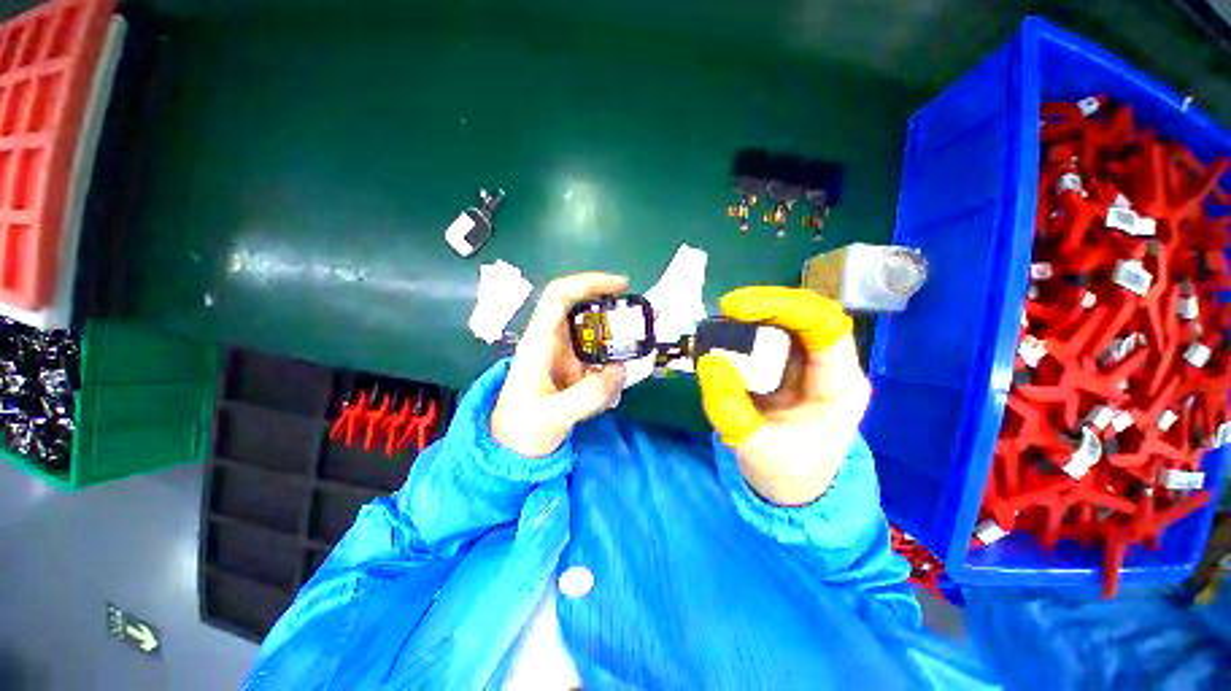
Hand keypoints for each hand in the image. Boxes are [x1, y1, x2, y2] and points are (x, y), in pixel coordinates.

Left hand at [491, 273, 628, 456]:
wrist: (511, 450)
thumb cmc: (522, 429)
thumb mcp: (553, 415)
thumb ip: (589, 395)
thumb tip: (620, 370)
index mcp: (539, 342)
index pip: (560, 296)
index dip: (589, 283)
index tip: (622, 286)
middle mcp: (551, 342)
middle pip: (582, 311)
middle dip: (612, 314)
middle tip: (639, 324)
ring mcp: (563, 355)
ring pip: (594, 336)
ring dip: (615, 346)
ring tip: (630, 363)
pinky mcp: (572, 369)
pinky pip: (598, 358)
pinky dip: (612, 368)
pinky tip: (615, 389)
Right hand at [697, 287, 868, 505]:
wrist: (793, 489)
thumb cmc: (784, 474)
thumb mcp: (753, 449)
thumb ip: (729, 408)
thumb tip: (709, 361)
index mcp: (840, 388)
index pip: (826, 327)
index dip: (785, 307)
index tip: (738, 309)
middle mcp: (832, 368)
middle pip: (809, 316)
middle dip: (768, 304)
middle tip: (727, 308)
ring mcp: (812, 366)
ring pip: (791, 322)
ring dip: (759, 314)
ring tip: (724, 318)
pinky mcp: (791, 368)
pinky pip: (775, 337)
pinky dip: (750, 329)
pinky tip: (729, 332)